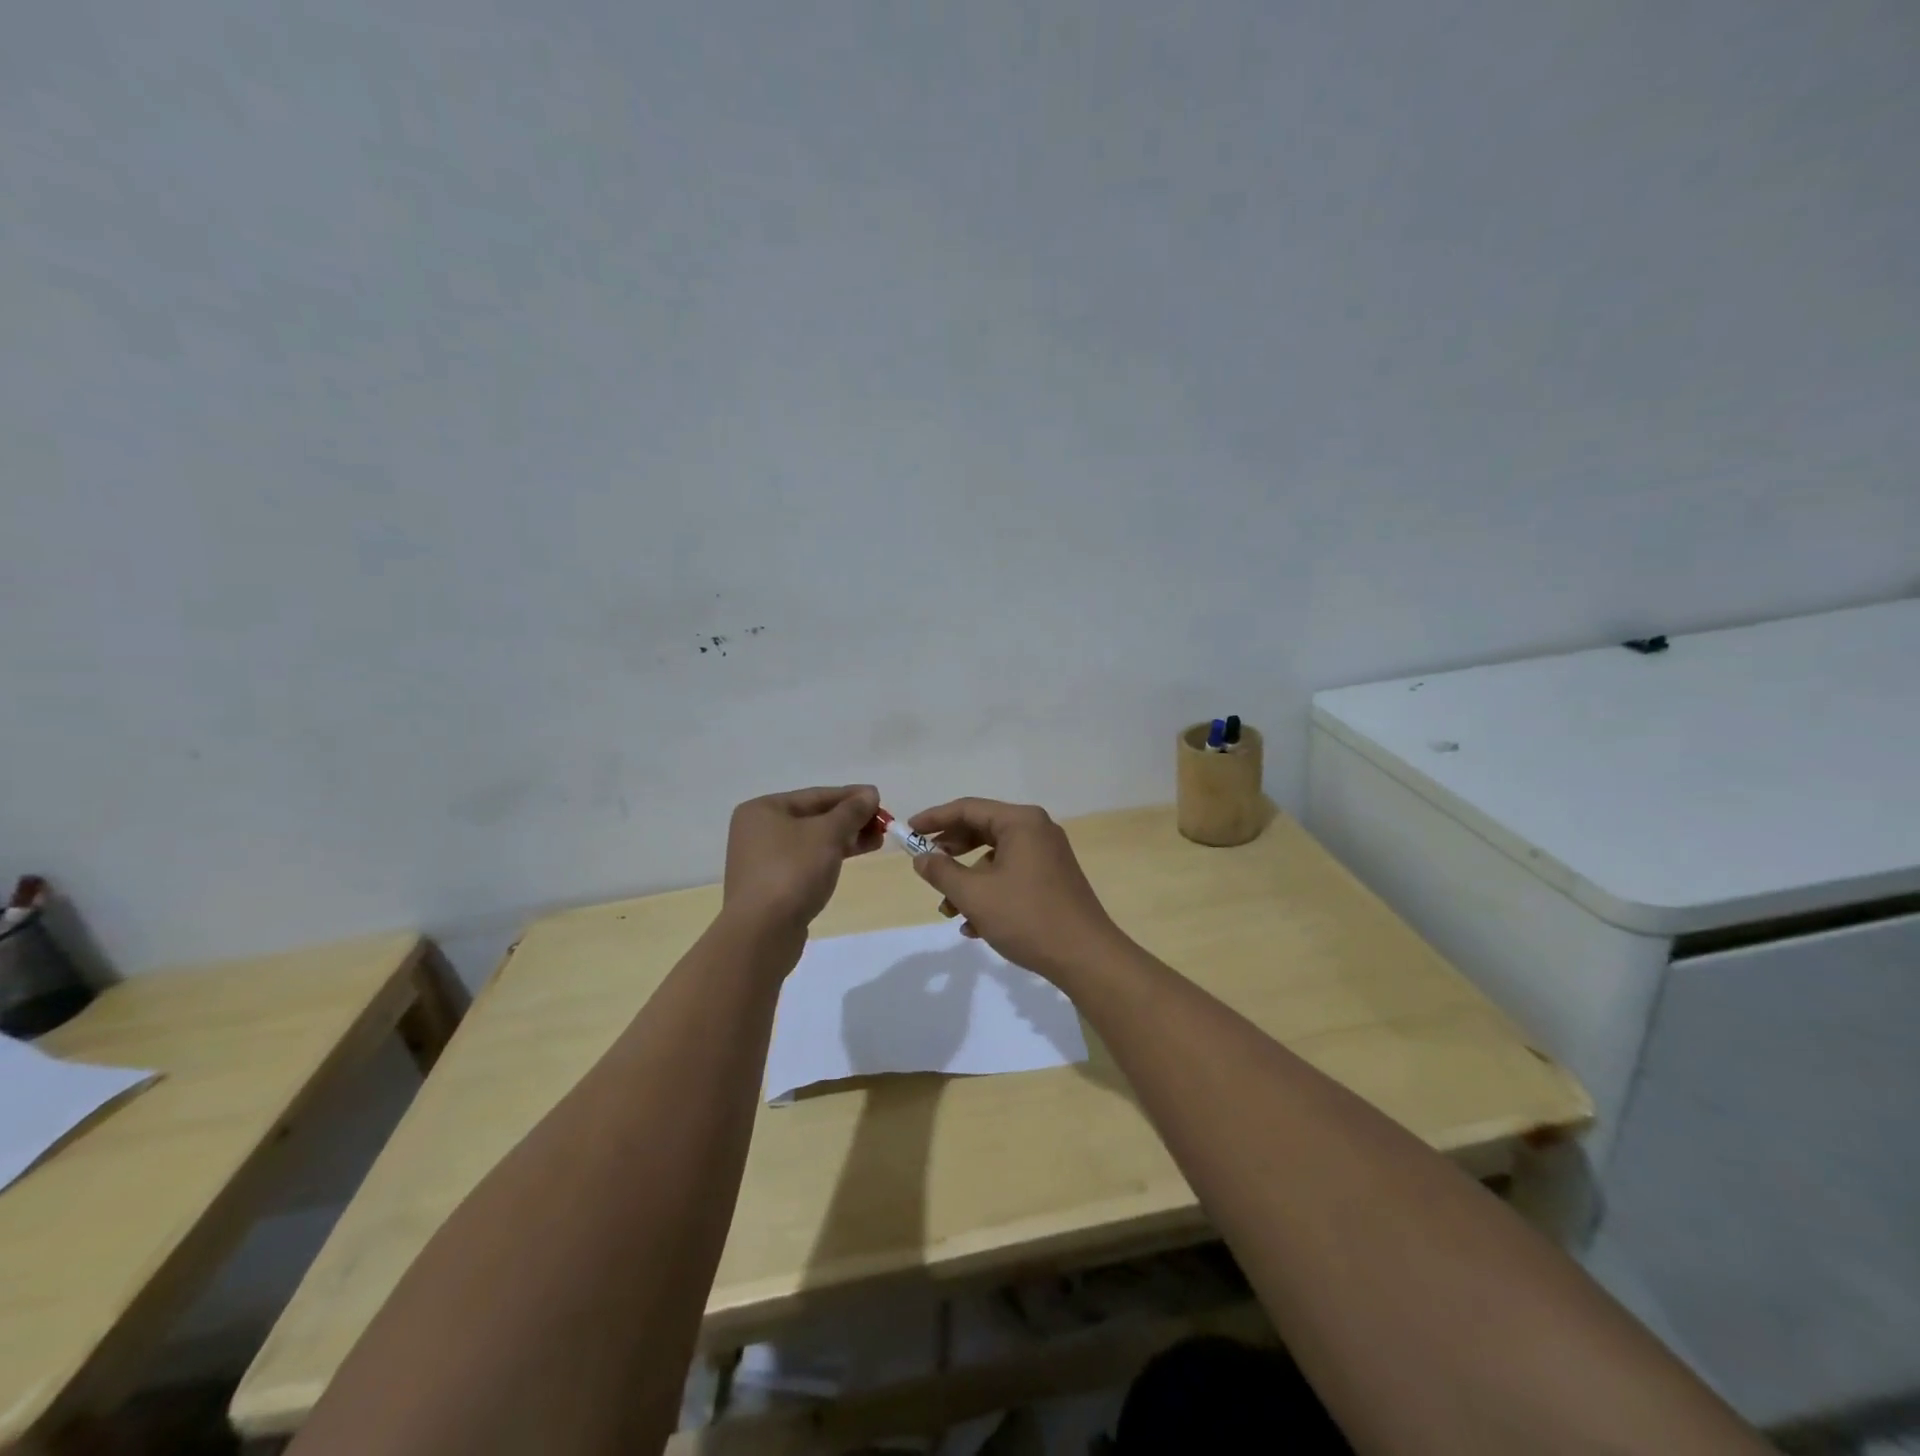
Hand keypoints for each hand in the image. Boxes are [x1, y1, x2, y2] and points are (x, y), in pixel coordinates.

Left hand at [724, 785, 882, 934]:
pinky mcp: (772, 885)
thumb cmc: (792, 871)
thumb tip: (870, 793)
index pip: (816, 795)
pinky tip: (852, 857)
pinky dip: (830, 856)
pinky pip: (807, 861)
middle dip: (850, 819)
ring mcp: (764, 860)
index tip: (880, 798)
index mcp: (763, 809)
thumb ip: (851, 811)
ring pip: (812, 841)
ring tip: (877, 841)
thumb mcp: (827, 834)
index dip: (851, 796)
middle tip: (883, 824)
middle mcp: (758, 830)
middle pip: (814, 817)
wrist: (762, 933)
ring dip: (845, 839)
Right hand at [907, 798, 1128, 983]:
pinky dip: (989, 893)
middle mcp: (1037, 830)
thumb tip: (921, 857)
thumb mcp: (974, 895)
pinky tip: (974, 925)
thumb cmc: (1027, 918)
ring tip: (948, 910)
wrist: (1085, 957)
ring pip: (995, 858)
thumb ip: (941, 872)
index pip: (968, 808)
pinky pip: (1011, 875)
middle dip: (950, 852)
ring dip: (968, 881)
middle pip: (982, 830)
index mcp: (1021, 822)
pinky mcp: (1052, 879)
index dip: (934, 819)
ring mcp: (1047, 855)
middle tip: (925, 866)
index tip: (908, 831)